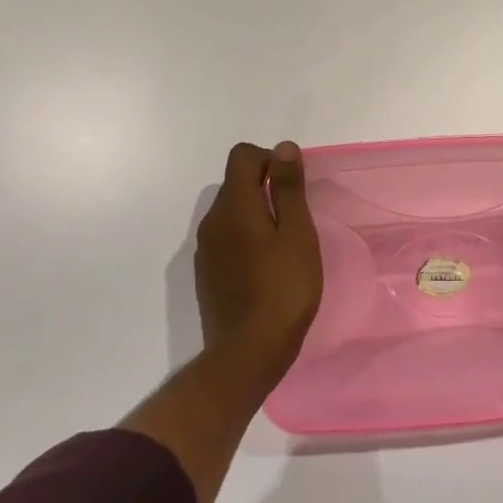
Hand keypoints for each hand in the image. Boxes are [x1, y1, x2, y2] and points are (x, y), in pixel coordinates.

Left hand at [195, 141, 321, 384]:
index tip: (293, 186)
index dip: (270, 159)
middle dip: (265, 186)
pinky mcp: (206, 273)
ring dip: (256, 213)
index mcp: (234, 205)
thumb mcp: (297, 233)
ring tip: (284, 244)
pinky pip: (227, 237)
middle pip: (236, 182)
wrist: (247, 355)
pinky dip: (246, 238)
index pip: (243, 156)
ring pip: (232, 211)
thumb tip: (282, 147)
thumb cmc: (283, 289)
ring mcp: (205, 249)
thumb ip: (288, 187)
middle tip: (296, 217)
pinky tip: (266, 267)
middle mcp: (213, 220)